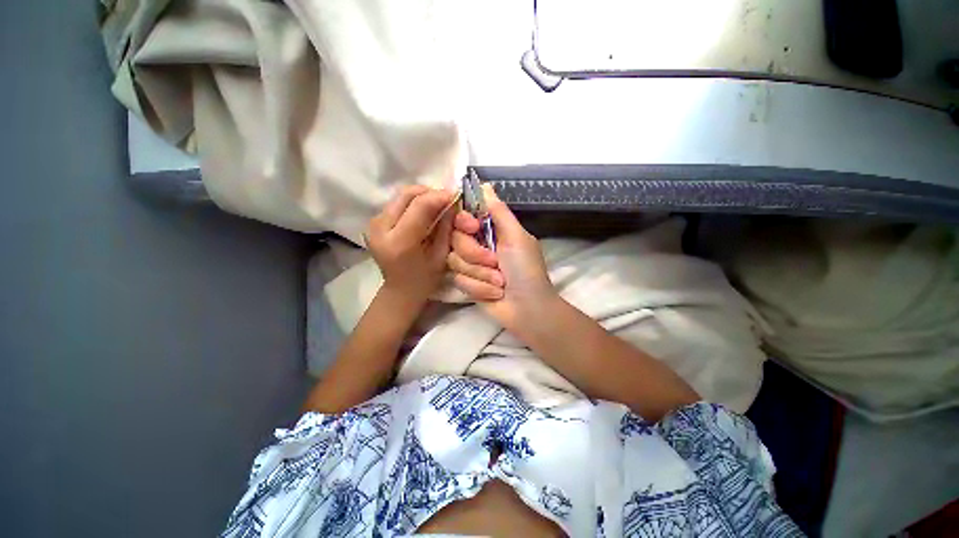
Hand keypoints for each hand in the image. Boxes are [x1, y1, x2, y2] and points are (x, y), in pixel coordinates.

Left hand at [366, 185, 454, 306]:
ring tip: (437, 206)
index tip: (456, 195)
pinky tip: (424, 213)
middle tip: (446, 200)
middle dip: (430, 192)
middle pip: (407, 194)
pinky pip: (397, 203)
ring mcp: (374, 224)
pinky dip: (413, 203)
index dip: (439, 196)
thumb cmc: (425, 279)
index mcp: (400, 242)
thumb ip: (446, 227)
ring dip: (422, 197)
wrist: (399, 290)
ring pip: (401, 196)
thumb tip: (452, 203)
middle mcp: (381, 228)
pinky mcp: (373, 222)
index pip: (420, 205)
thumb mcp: (441, 254)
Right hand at [447, 184, 558, 330]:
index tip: (473, 227)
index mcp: (490, 230)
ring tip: (499, 282)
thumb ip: (499, 211)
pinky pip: (459, 280)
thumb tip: (484, 185)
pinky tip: (494, 293)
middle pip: (455, 239)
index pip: (462, 216)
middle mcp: (477, 244)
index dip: (463, 221)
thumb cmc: (526, 269)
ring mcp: (470, 265)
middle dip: (475, 254)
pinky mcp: (467, 284)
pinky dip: (479, 288)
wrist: (527, 308)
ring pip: (455, 261)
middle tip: (495, 263)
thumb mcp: (516, 236)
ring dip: (480, 274)